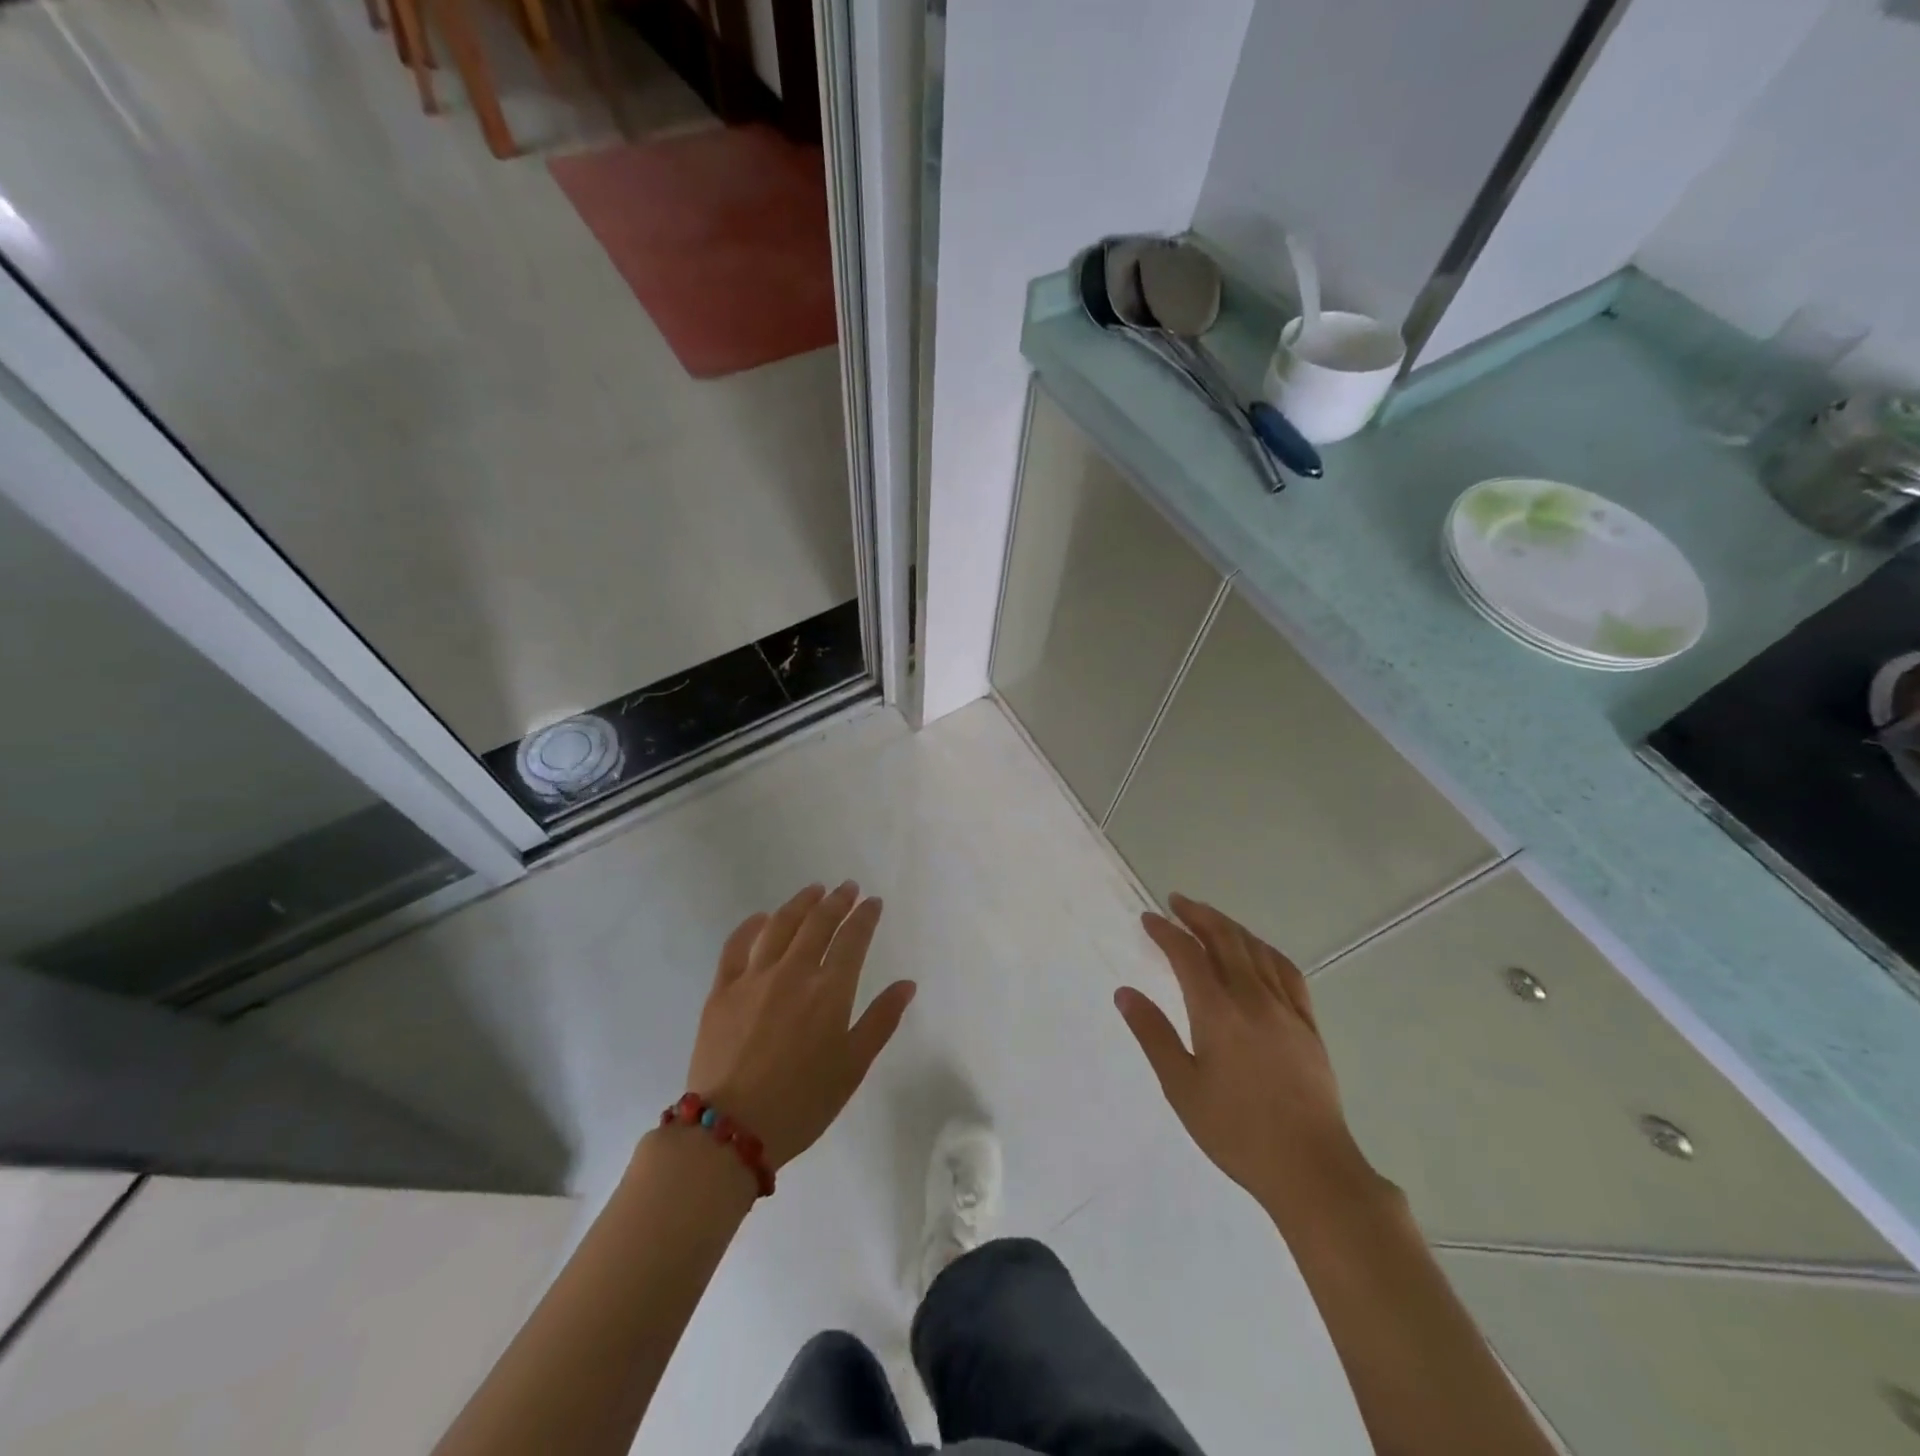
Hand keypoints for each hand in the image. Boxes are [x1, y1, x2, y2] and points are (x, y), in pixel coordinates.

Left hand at [684, 882, 915, 1169]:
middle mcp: (794, 972)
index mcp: (830, 991)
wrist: (731, 1131)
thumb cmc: (802, 1103)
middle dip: (837, 901)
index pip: (853, 939)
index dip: (865, 916)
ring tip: (814, 891)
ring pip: (780, 925)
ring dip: (800, 903)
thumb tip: (906, 984)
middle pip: (818, 923)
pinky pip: (737, 945)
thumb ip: (881, 1021)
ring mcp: (754, 977)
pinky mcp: (722, 990)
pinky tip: (762, 918)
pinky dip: (751, 925)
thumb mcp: (853, 1067)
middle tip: (847, 888)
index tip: (873, 902)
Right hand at [1116, 894, 1389, 1224]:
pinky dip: (1265, 950)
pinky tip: (1257, 951)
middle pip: (1225, 940)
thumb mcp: (1181, 1087)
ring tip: (1209, 918)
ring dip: (1229, 926)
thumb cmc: (1236, 1131)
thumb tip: (1124, 993)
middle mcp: (1252, 998)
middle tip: (1176, 902)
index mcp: (1217, 1012)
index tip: (1148, 919)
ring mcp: (1285, 1009)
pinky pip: (1287, 971)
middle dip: (1198, 915)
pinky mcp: (1308, 1025)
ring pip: (1256, 950)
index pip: (1187, 954)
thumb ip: (1152, 1034)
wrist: (1310, 1168)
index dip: (1166, 932)